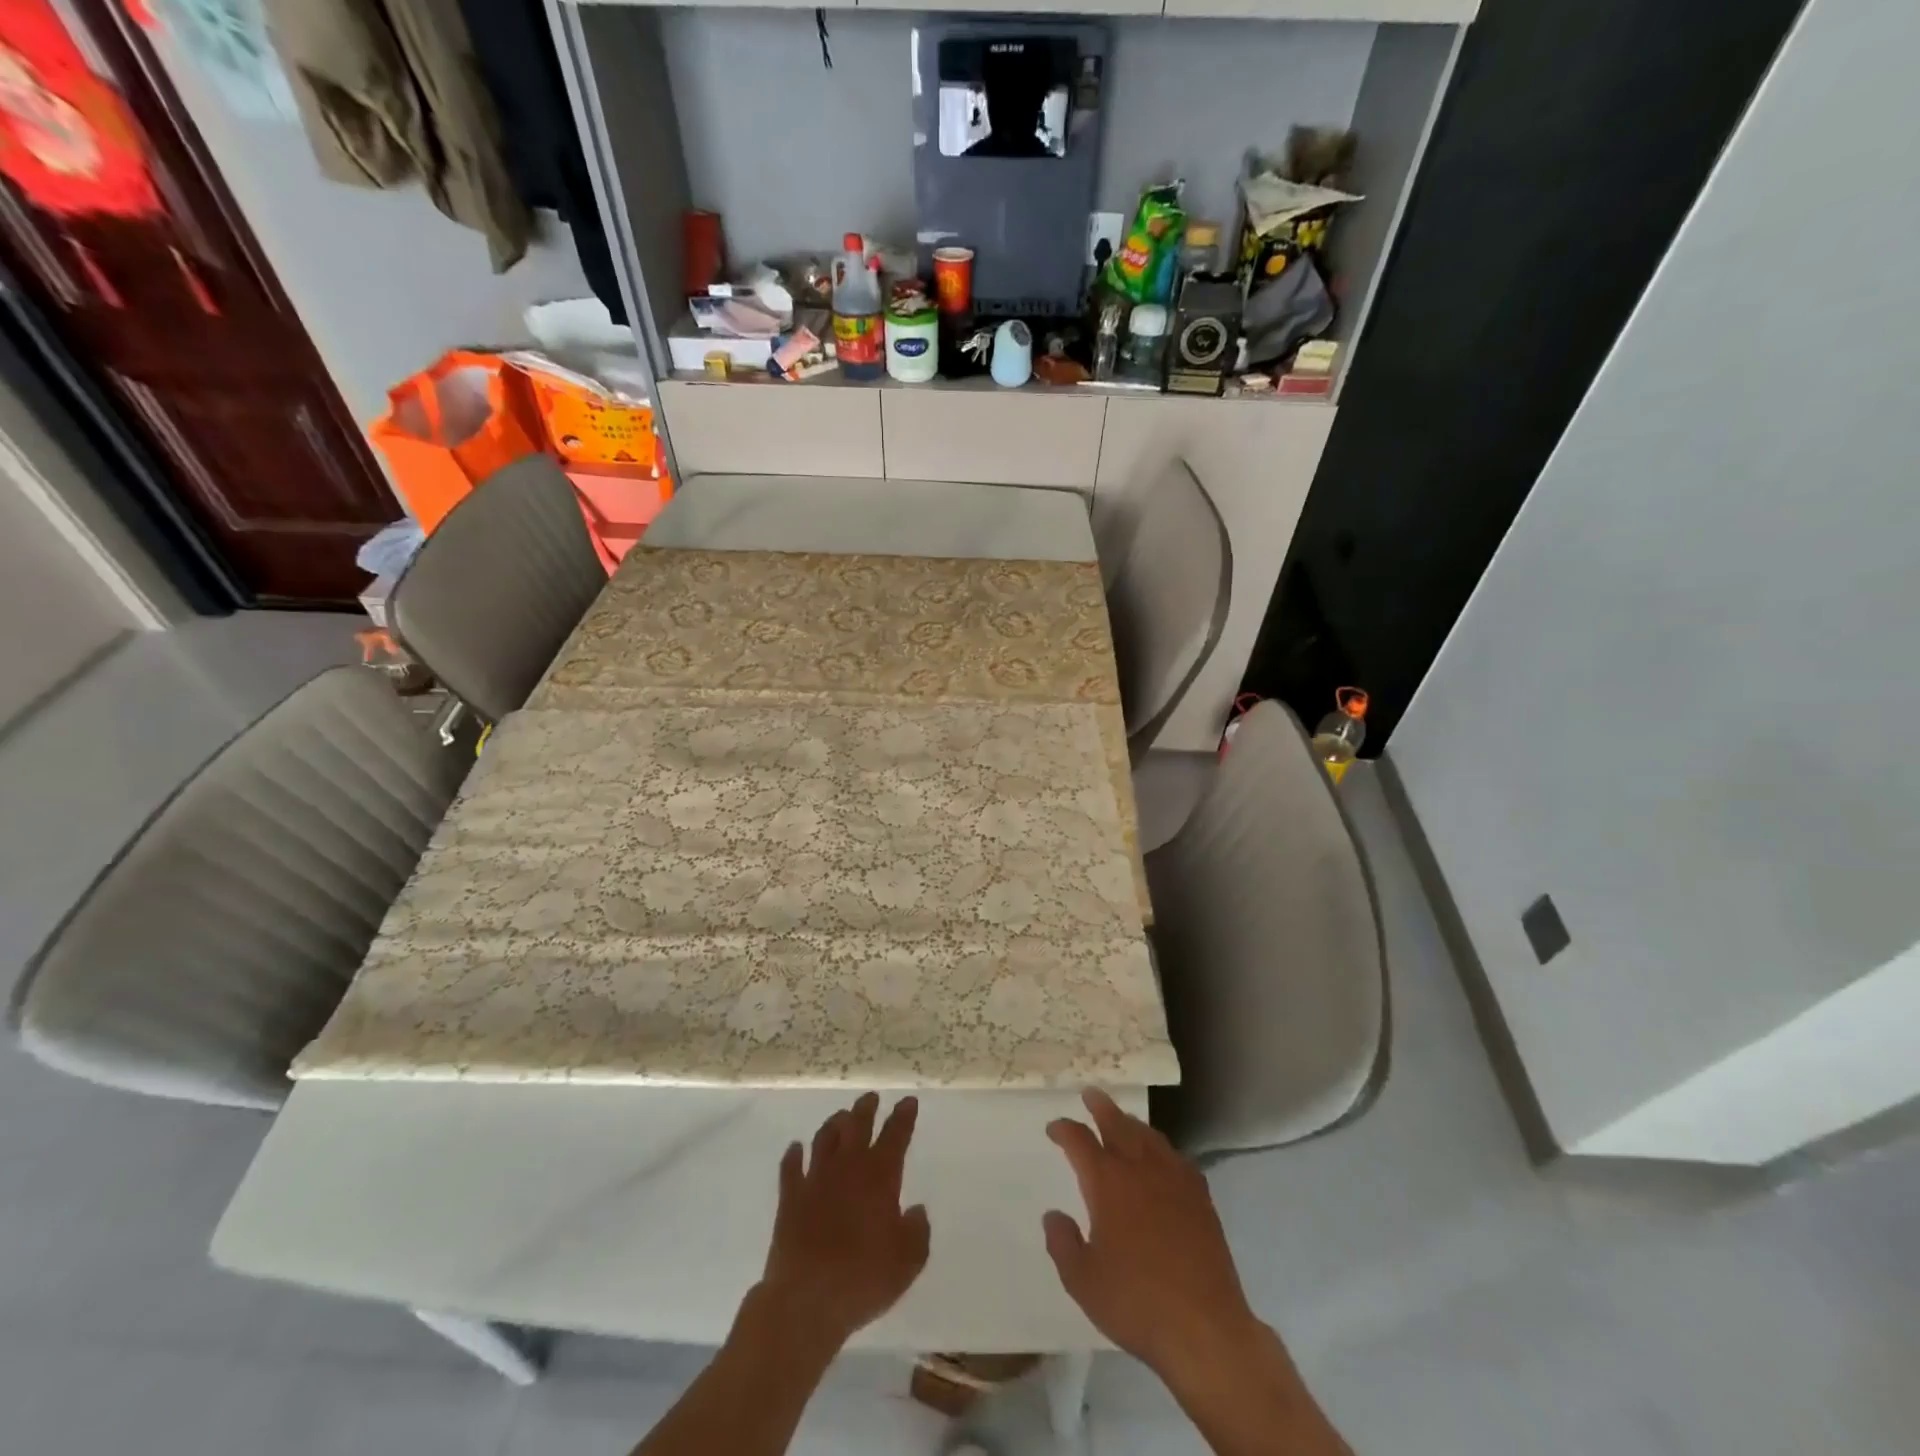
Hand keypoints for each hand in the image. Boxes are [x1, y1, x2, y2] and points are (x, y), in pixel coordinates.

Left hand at [756, 1093, 929, 1356]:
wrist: (805, 1300)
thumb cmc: (863, 1280)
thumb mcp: (907, 1263)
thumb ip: (917, 1232)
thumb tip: (916, 1211)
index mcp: (880, 1177)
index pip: (896, 1136)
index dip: (903, 1116)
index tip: (908, 1100)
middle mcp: (848, 1168)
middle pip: (857, 1126)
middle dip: (866, 1109)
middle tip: (871, 1097)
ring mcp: (815, 1179)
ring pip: (824, 1138)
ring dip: (834, 1124)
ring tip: (841, 1116)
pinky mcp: (790, 1198)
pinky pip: (790, 1167)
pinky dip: (793, 1154)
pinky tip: (795, 1148)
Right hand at [1043, 1089, 1260, 1382]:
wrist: (1204, 1327)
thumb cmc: (1136, 1302)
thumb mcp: (1082, 1281)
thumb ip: (1062, 1243)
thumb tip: (1053, 1215)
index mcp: (1107, 1183)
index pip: (1080, 1141)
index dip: (1064, 1130)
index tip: (1054, 1128)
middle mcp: (1139, 1169)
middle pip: (1118, 1124)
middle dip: (1101, 1106)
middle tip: (1090, 1094)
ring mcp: (1174, 1180)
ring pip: (1149, 1136)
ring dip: (1132, 1123)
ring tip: (1123, 1120)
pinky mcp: (1200, 1198)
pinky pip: (1177, 1158)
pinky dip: (1163, 1149)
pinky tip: (1163, 1158)